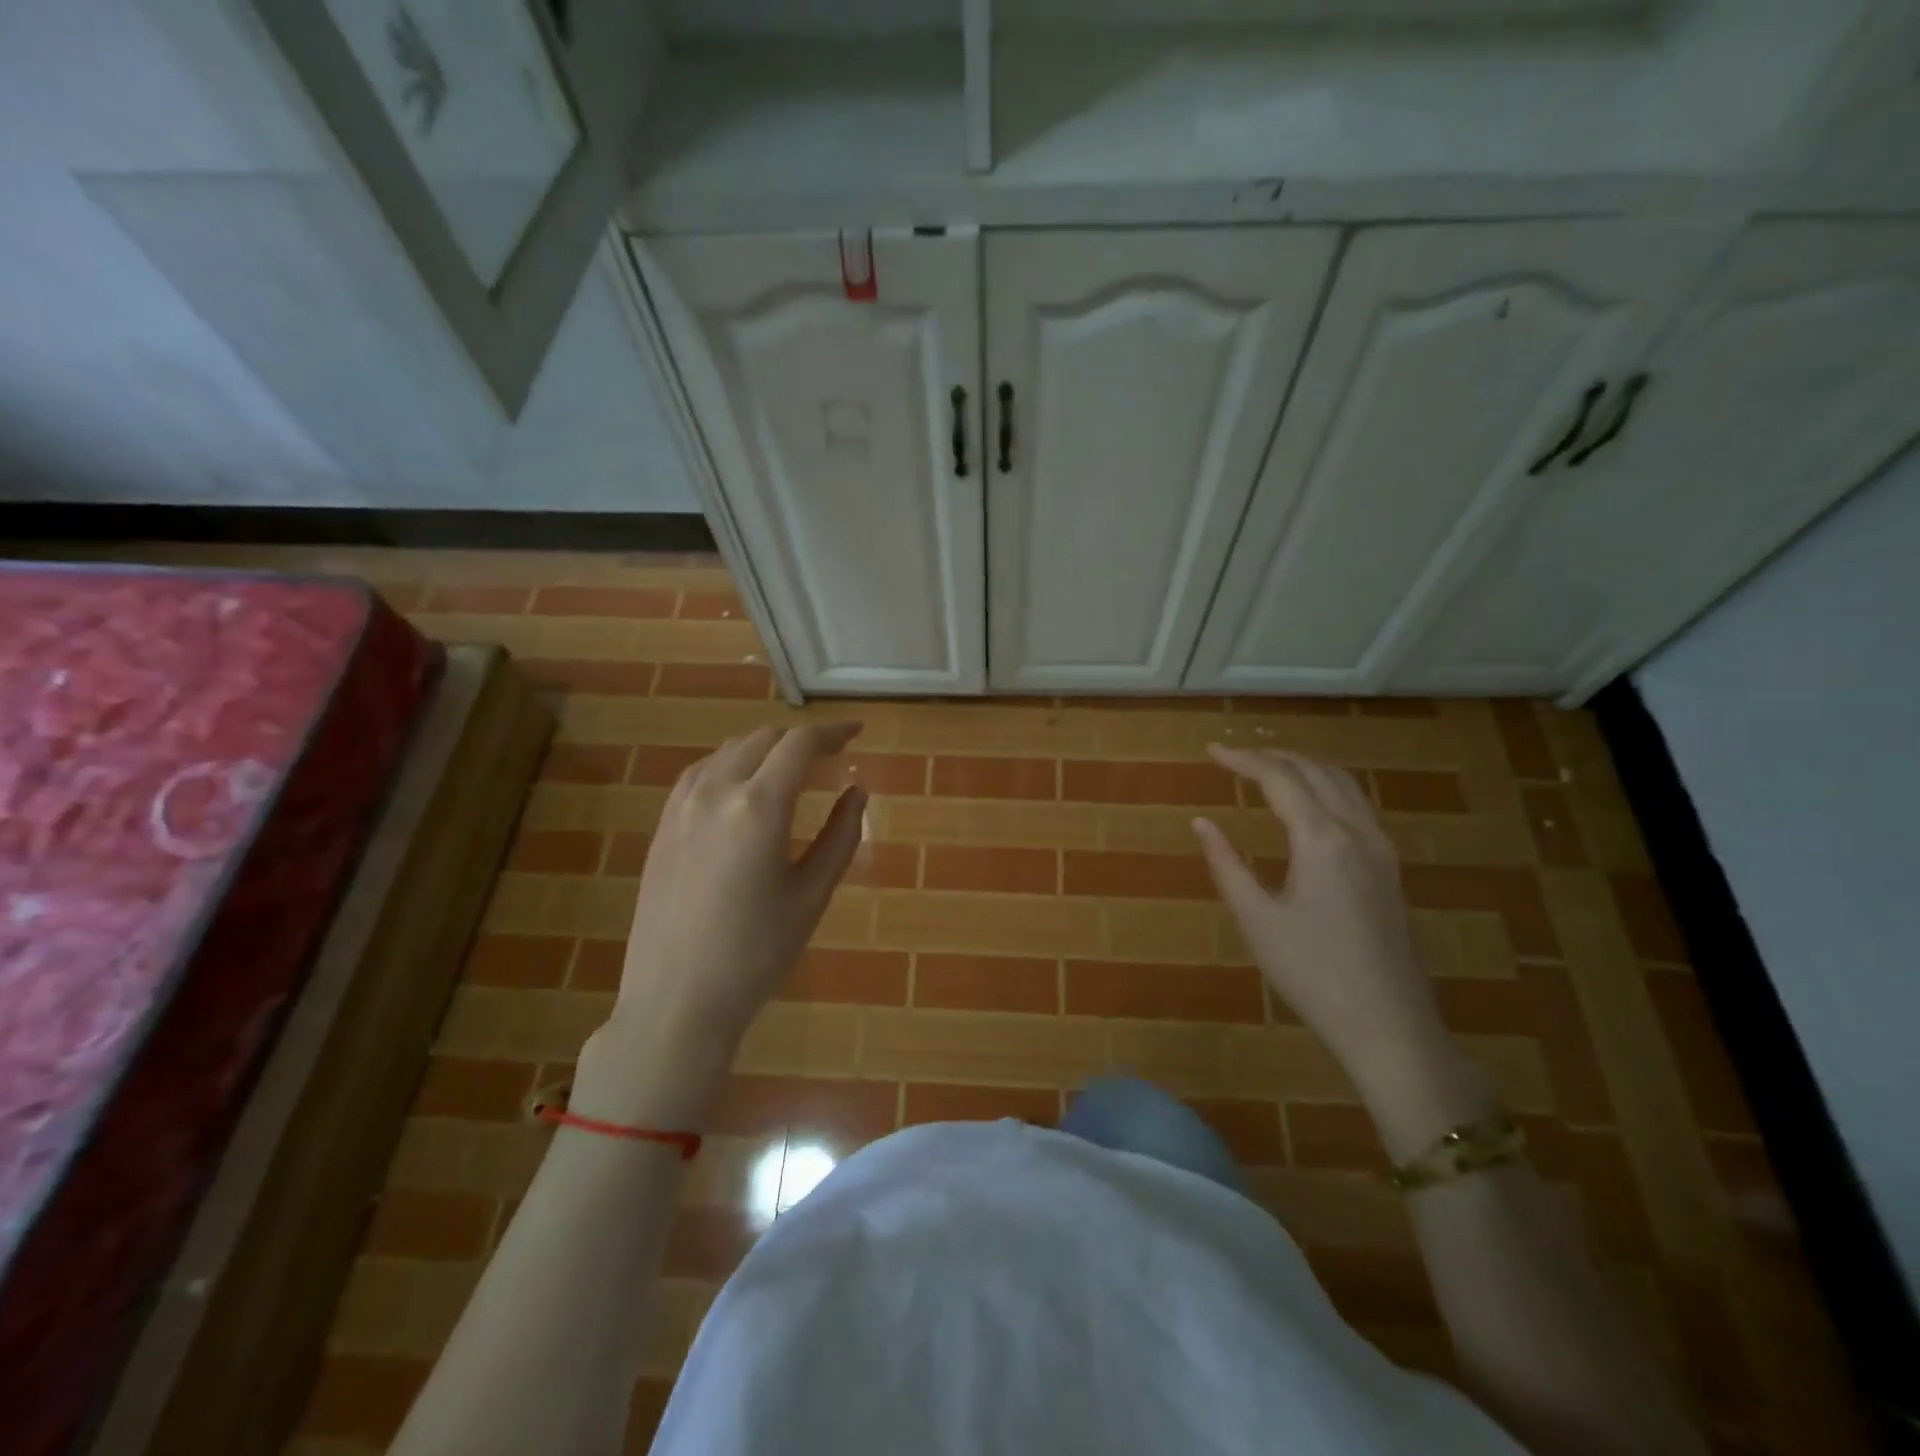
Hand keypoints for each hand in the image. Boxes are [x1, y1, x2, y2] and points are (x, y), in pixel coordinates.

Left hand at [571, 722, 866, 1127]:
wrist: (676, 1001)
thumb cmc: (756, 953)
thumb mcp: (812, 895)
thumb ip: (840, 836)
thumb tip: (856, 792)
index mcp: (758, 806)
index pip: (799, 745)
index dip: (832, 732)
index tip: (856, 733)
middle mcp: (715, 791)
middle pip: (763, 739)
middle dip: (800, 739)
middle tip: (831, 755)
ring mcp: (680, 806)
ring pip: (729, 751)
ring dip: (765, 748)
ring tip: (791, 768)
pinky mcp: (662, 826)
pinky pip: (701, 773)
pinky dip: (732, 765)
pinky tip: (743, 787)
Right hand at [1193, 746, 1447, 1084]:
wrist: (1388, 1024)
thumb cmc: (1312, 973)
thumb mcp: (1257, 919)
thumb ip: (1227, 864)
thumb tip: (1201, 822)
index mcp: (1321, 839)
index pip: (1279, 779)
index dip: (1243, 759)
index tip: (1211, 750)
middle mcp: (1356, 832)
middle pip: (1315, 771)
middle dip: (1273, 756)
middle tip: (1235, 755)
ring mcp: (1380, 849)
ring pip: (1344, 783)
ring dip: (1304, 766)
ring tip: (1269, 768)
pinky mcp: (1390, 868)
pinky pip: (1358, 805)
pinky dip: (1327, 787)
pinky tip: (1310, 804)